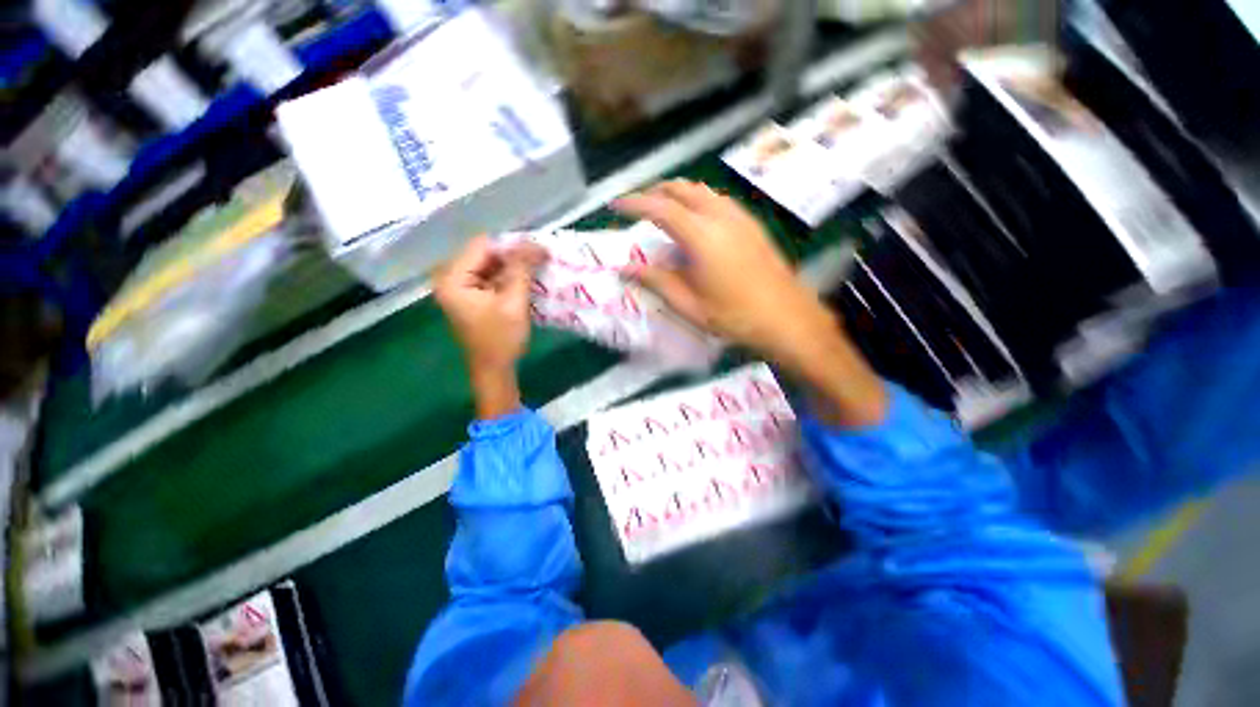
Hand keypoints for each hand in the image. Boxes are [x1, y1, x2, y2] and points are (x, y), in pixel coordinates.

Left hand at [434, 236, 545, 417]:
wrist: (495, 370)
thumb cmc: (501, 339)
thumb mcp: (514, 302)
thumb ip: (522, 269)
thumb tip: (536, 243)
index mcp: (453, 279)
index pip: (483, 246)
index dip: (511, 245)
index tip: (538, 250)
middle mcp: (451, 278)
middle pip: (485, 254)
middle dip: (513, 255)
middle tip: (541, 258)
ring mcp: (460, 287)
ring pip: (490, 264)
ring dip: (513, 266)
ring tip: (537, 267)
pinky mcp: (471, 296)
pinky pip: (491, 277)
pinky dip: (509, 277)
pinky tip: (527, 280)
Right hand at [615, 181, 886, 426]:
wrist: (787, 318)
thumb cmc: (734, 316)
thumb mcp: (689, 305)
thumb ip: (656, 281)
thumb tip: (625, 269)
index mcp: (701, 236)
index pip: (659, 208)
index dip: (634, 203)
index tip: (615, 206)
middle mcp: (721, 216)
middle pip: (682, 189)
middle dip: (655, 192)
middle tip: (638, 207)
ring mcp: (740, 217)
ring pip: (702, 191)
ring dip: (678, 194)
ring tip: (662, 211)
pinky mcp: (752, 224)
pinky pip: (718, 200)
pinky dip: (698, 201)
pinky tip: (695, 221)